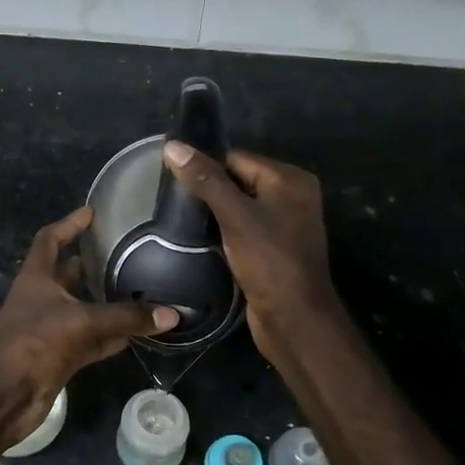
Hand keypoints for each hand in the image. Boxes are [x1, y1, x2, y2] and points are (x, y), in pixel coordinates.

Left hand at [0, 206, 178, 440]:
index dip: (69, 224)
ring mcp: (51, 328)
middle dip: (94, 264)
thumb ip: (126, 316)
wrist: (7, 394)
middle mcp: (42, 298)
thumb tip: (172, 314)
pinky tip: (140, 331)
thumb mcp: (82, 321)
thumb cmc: (35, 342)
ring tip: (142, 288)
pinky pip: (93, 339)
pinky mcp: (61, 355)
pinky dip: (113, 335)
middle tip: (129, 252)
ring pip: (84, 309)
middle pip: (69, 274)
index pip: (50, 239)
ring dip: (108, 302)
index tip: (93, 213)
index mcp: (36, 278)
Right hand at [161, 143, 338, 357]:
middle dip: (207, 191)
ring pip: (237, 208)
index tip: (171, 179)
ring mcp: (282, 225)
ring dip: (212, 214)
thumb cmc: (269, 261)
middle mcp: (291, 197)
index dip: (205, 167)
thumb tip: (172, 145)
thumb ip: (205, 180)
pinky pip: (241, 230)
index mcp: (289, 180)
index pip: (237, 158)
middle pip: (237, 181)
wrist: (293, 318)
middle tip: (171, 202)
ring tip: (179, 220)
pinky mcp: (272, 250)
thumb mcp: (235, 215)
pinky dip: (221, 233)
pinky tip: (198, 240)